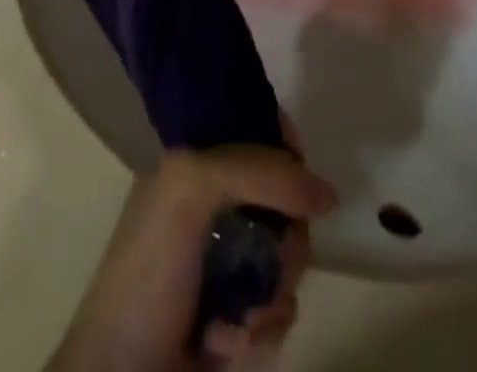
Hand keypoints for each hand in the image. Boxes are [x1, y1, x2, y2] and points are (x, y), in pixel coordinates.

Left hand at [50, 147, 334, 371]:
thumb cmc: (149, 269)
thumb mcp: (190, 190)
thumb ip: (256, 171)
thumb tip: (326, 192)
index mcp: (195, 164)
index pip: (257, 133)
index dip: (286, 153)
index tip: (299, 182)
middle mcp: (214, 205)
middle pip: (285, 203)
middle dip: (286, 240)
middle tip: (269, 261)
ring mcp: (227, 262)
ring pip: (288, 260)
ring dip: (272, 293)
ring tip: (238, 316)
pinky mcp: (237, 314)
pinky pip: (280, 310)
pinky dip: (262, 330)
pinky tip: (226, 342)